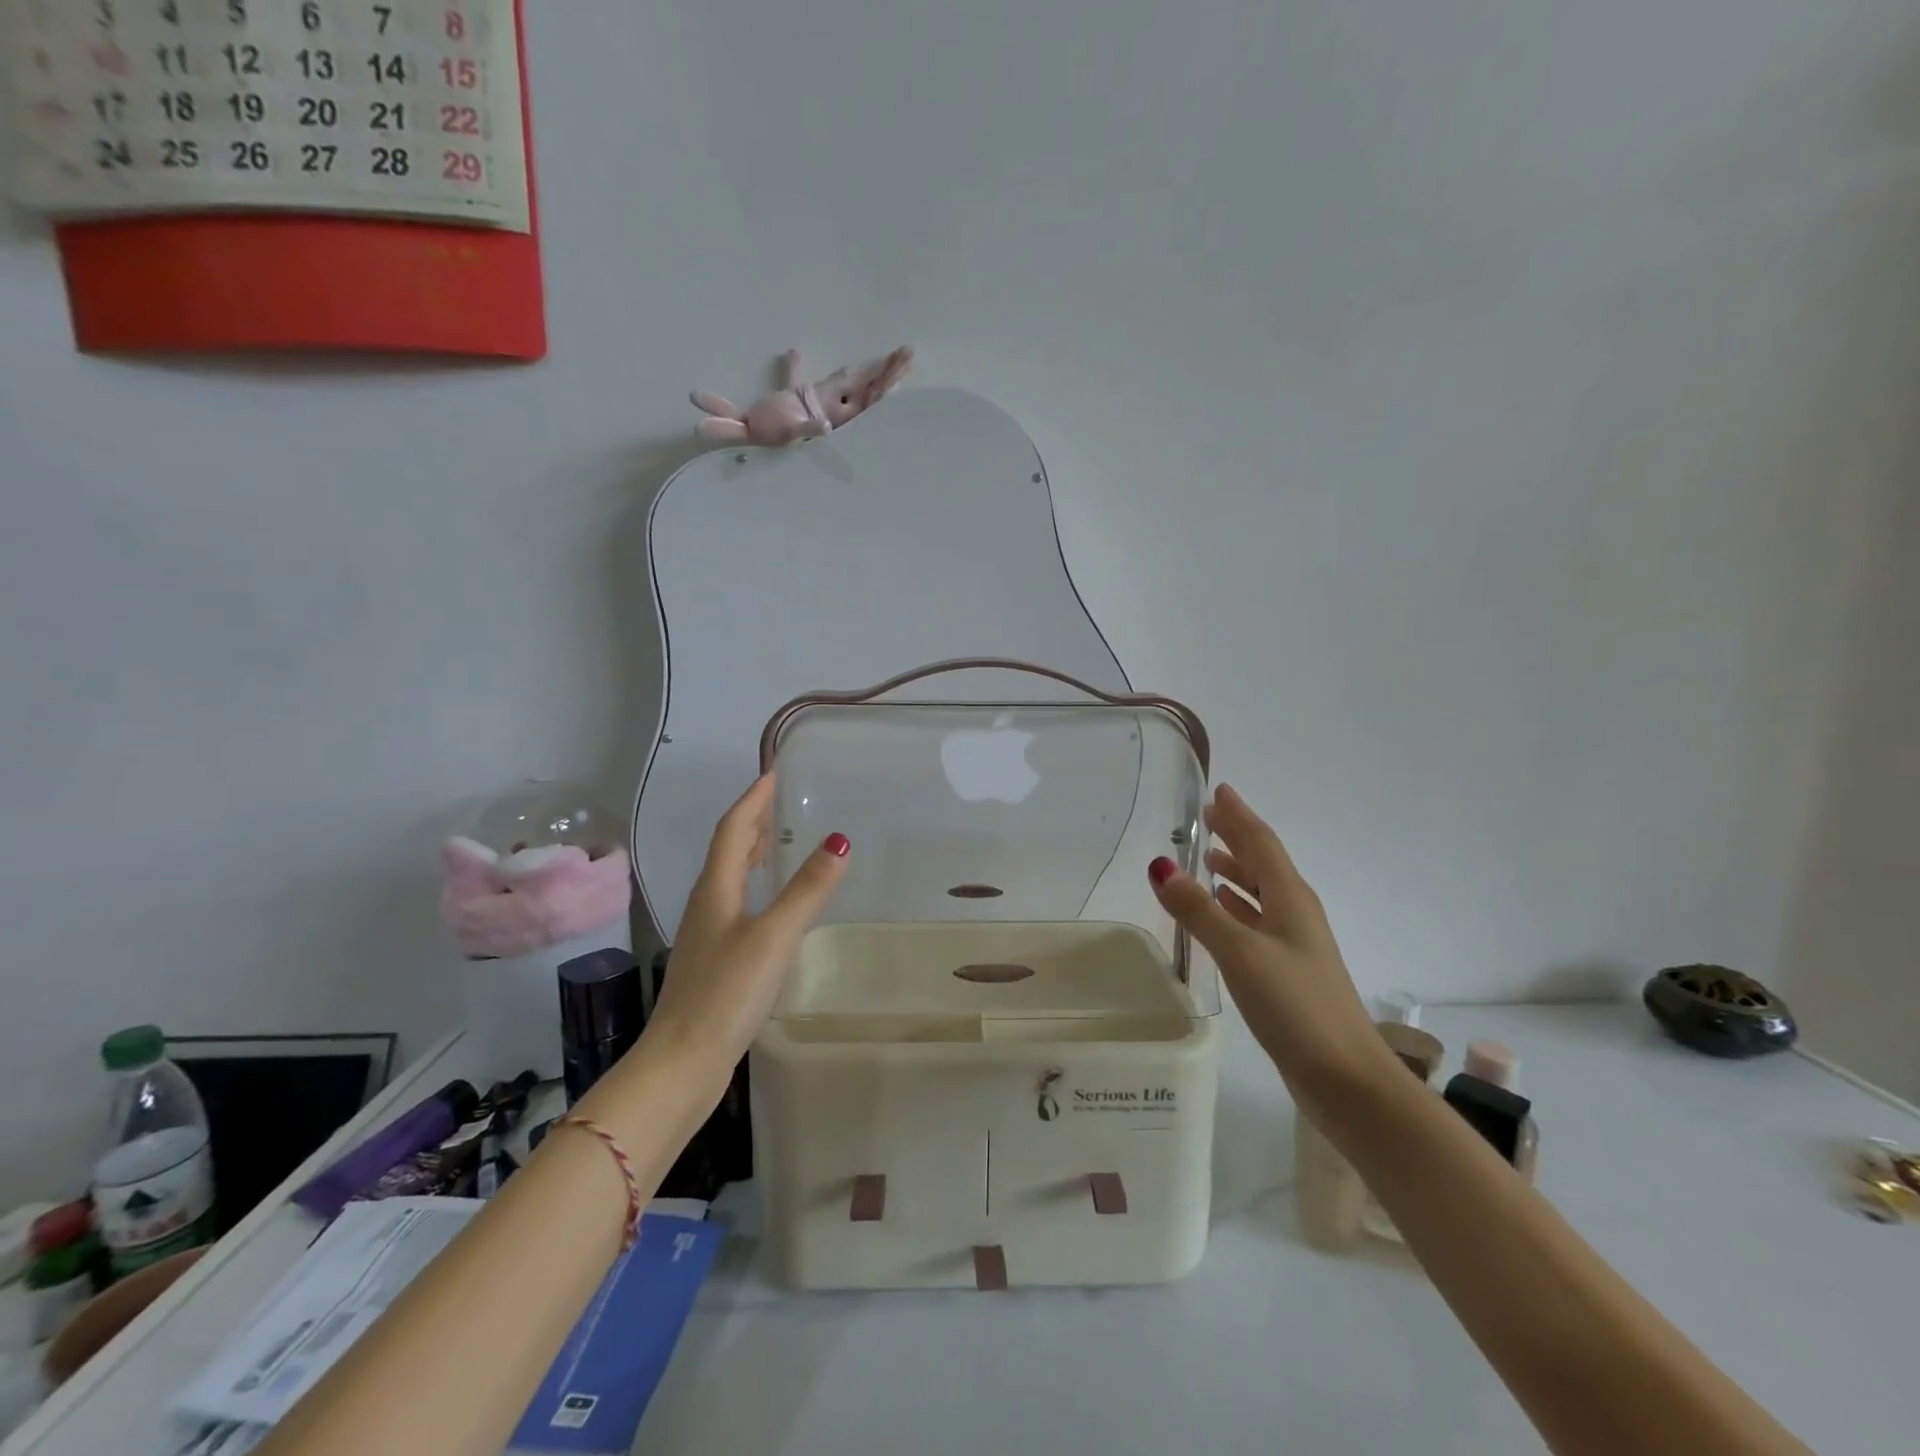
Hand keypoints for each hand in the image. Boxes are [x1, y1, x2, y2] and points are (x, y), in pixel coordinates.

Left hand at [644, 774, 848, 1075]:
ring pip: (731, 878)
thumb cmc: (726, 992)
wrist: (683, 1062)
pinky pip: (737, 904)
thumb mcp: (773, 936)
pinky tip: (772, 904)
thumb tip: (839, 840)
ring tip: (779, 841)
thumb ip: (807, 889)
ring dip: (752, 853)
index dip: (752, 800)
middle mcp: (708, 904)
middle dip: (752, 821)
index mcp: (716, 890)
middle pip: (728, 850)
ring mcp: (708, 934)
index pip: (732, 829)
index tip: (773, 773)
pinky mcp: (715, 959)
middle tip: (781, 800)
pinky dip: (756, 887)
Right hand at [1149, 784, 1394, 1117]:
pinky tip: (1223, 912)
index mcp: (1290, 898)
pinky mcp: (1287, 971)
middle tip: (1208, 818)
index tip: (1218, 792)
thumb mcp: (1240, 952)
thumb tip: (1159, 865)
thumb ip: (1198, 910)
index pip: (1261, 843)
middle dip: (1236, 838)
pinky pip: (1257, 921)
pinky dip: (1237, 906)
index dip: (1239, 816)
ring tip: (1208, 859)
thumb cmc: (1296, 1006)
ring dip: (1236, 871)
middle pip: (1263, 863)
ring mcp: (1294, 944)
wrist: (1346, 1078)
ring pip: (1261, 892)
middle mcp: (1295, 912)